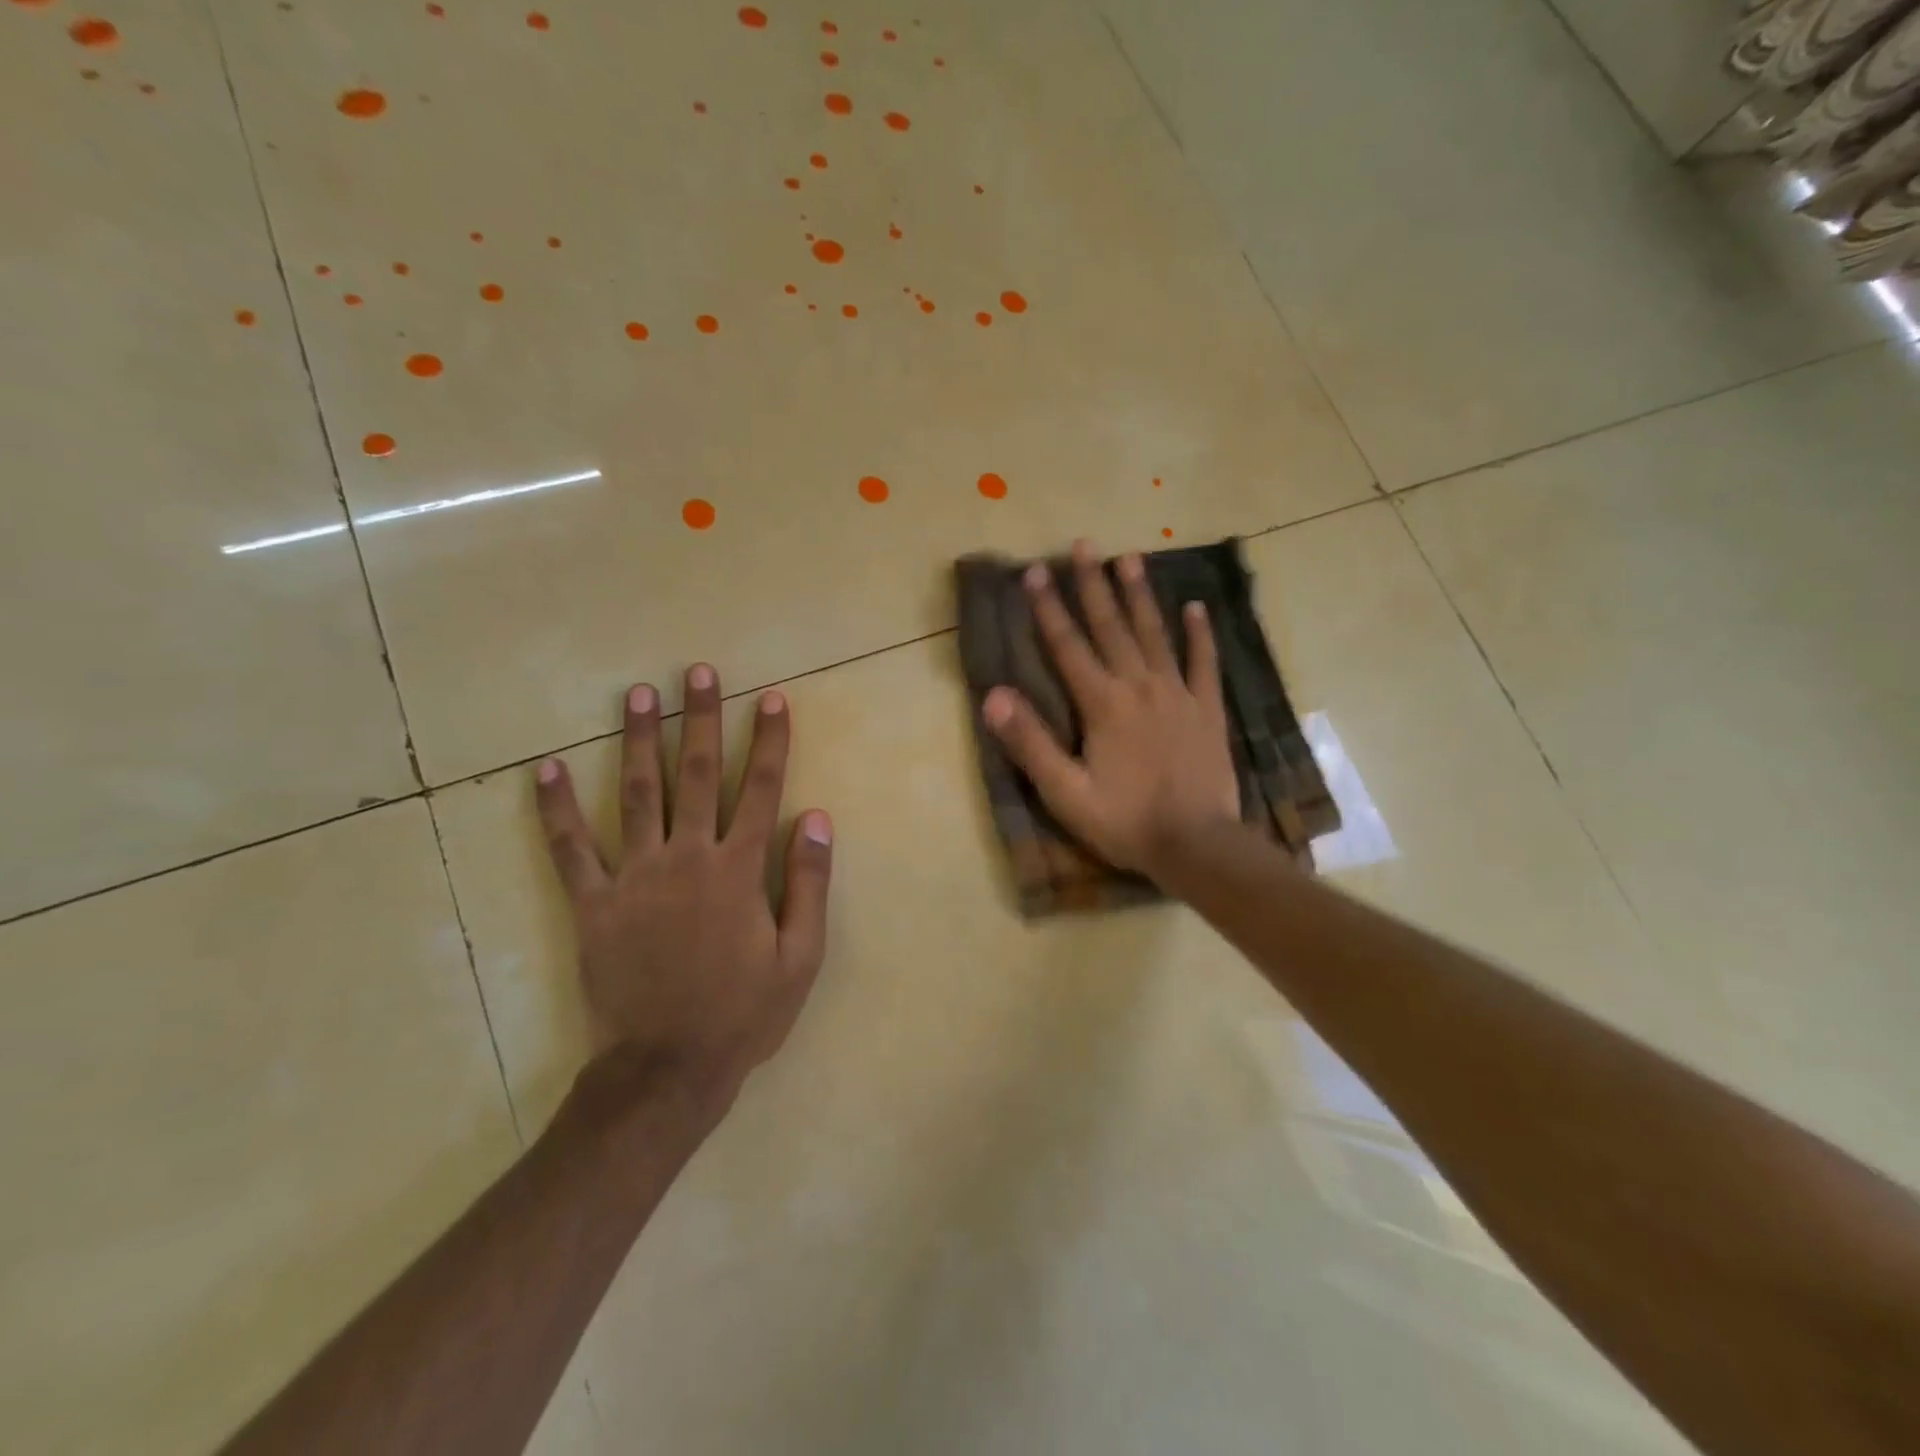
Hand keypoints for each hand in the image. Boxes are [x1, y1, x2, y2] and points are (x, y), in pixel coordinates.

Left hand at [534, 664, 832, 1116]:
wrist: (668, 1068)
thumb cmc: (744, 1012)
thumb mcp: (801, 956)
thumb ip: (810, 883)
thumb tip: (816, 817)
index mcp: (739, 870)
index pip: (761, 790)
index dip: (769, 742)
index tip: (771, 699)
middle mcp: (688, 858)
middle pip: (698, 774)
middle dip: (702, 719)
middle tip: (699, 672)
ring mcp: (635, 877)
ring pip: (637, 793)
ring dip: (638, 739)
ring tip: (638, 694)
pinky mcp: (593, 903)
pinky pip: (570, 849)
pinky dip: (556, 808)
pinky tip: (545, 769)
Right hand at [982, 540, 1239, 881]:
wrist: (1197, 845)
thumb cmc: (1124, 821)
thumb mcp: (1065, 792)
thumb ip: (1030, 743)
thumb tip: (994, 695)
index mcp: (1102, 704)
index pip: (1068, 646)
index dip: (1048, 608)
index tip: (1034, 571)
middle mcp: (1139, 686)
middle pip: (1112, 627)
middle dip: (1093, 585)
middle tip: (1084, 545)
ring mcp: (1178, 694)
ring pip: (1155, 634)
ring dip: (1140, 595)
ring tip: (1130, 557)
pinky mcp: (1208, 709)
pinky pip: (1204, 663)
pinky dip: (1199, 634)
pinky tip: (1196, 607)